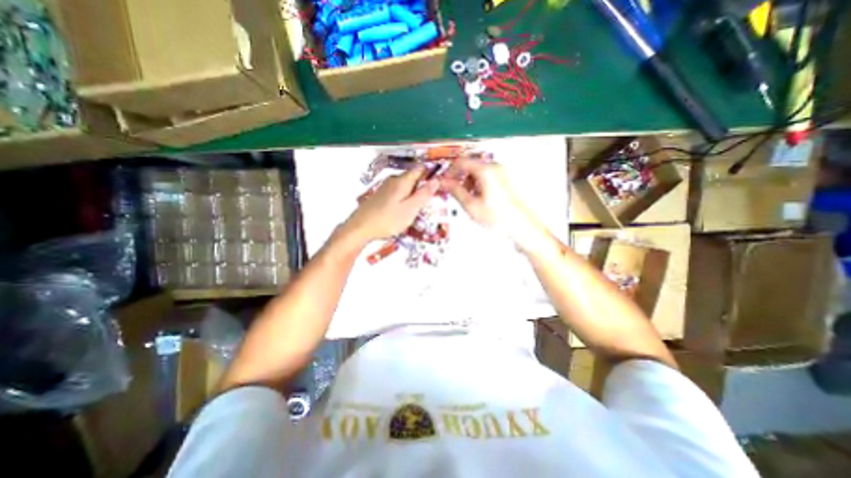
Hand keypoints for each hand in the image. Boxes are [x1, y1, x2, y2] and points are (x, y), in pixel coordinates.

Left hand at [342, 167, 437, 242]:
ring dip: (413, 195)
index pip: (421, 169)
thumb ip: (424, 194)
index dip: (431, 174)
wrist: (361, 228)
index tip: (439, 186)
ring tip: (415, 211)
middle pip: (413, 178)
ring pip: (406, 187)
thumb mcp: (410, 209)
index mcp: (402, 181)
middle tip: (426, 204)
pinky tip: (402, 212)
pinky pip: (398, 193)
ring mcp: (386, 187)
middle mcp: (394, 180)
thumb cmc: (388, 220)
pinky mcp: (381, 195)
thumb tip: (436, 179)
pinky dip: (404, 199)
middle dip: (422, 188)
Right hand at [439, 158, 543, 250]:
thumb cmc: (497, 216)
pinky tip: (478, 199)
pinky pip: (485, 177)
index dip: (449, 172)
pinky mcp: (504, 180)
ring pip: (477, 172)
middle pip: (470, 166)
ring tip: (467, 199)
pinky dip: (477, 185)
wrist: (521, 226)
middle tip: (453, 192)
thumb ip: (455, 190)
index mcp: (486, 170)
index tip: (443, 182)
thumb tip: (443, 181)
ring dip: (468, 182)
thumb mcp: (471, 205)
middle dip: (459, 178)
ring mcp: (501, 173)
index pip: (461, 162)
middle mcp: (495, 167)